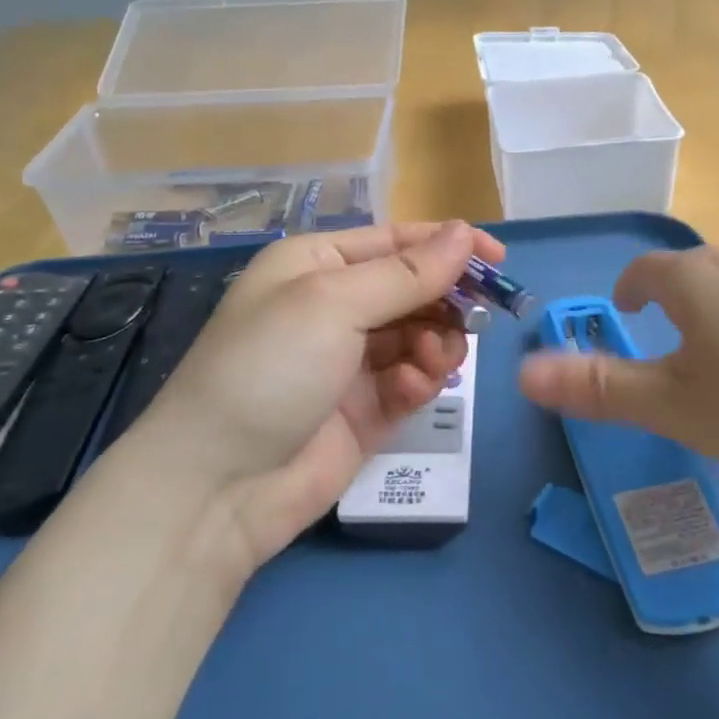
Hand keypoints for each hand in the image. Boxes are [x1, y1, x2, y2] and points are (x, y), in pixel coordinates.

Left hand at [137, 220, 503, 575]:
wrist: (219, 486)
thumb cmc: (270, 367)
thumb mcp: (334, 304)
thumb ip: (407, 273)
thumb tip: (462, 232)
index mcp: (317, 265)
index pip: (397, 242)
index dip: (449, 245)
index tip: (499, 261)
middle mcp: (336, 307)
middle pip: (414, 289)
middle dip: (446, 302)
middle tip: (475, 320)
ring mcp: (352, 361)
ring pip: (421, 335)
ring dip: (437, 342)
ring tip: (433, 360)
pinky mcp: (367, 410)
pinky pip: (412, 380)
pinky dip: (421, 380)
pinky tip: (414, 388)